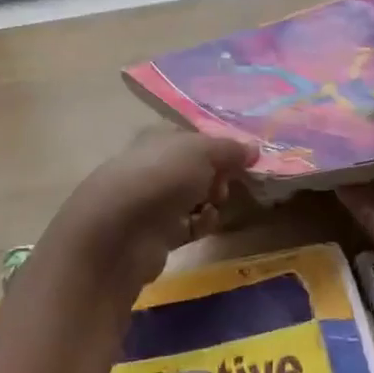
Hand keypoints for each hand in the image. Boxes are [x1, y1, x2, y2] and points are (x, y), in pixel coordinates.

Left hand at [45, 130, 258, 294]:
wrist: (121, 232)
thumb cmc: (161, 177)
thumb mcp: (202, 151)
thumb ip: (229, 149)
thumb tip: (252, 149)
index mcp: (157, 139)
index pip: (193, 138)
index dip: (218, 146)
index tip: (242, 158)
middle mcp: (153, 167)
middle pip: (195, 169)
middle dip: (218, 175)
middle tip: (228, 182)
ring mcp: (152, 202)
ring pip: (193, 198)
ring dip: (212, 201)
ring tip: (217, 203)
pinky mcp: (155, 234)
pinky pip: (188, 226)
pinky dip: (201, 225)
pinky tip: (205, 224)